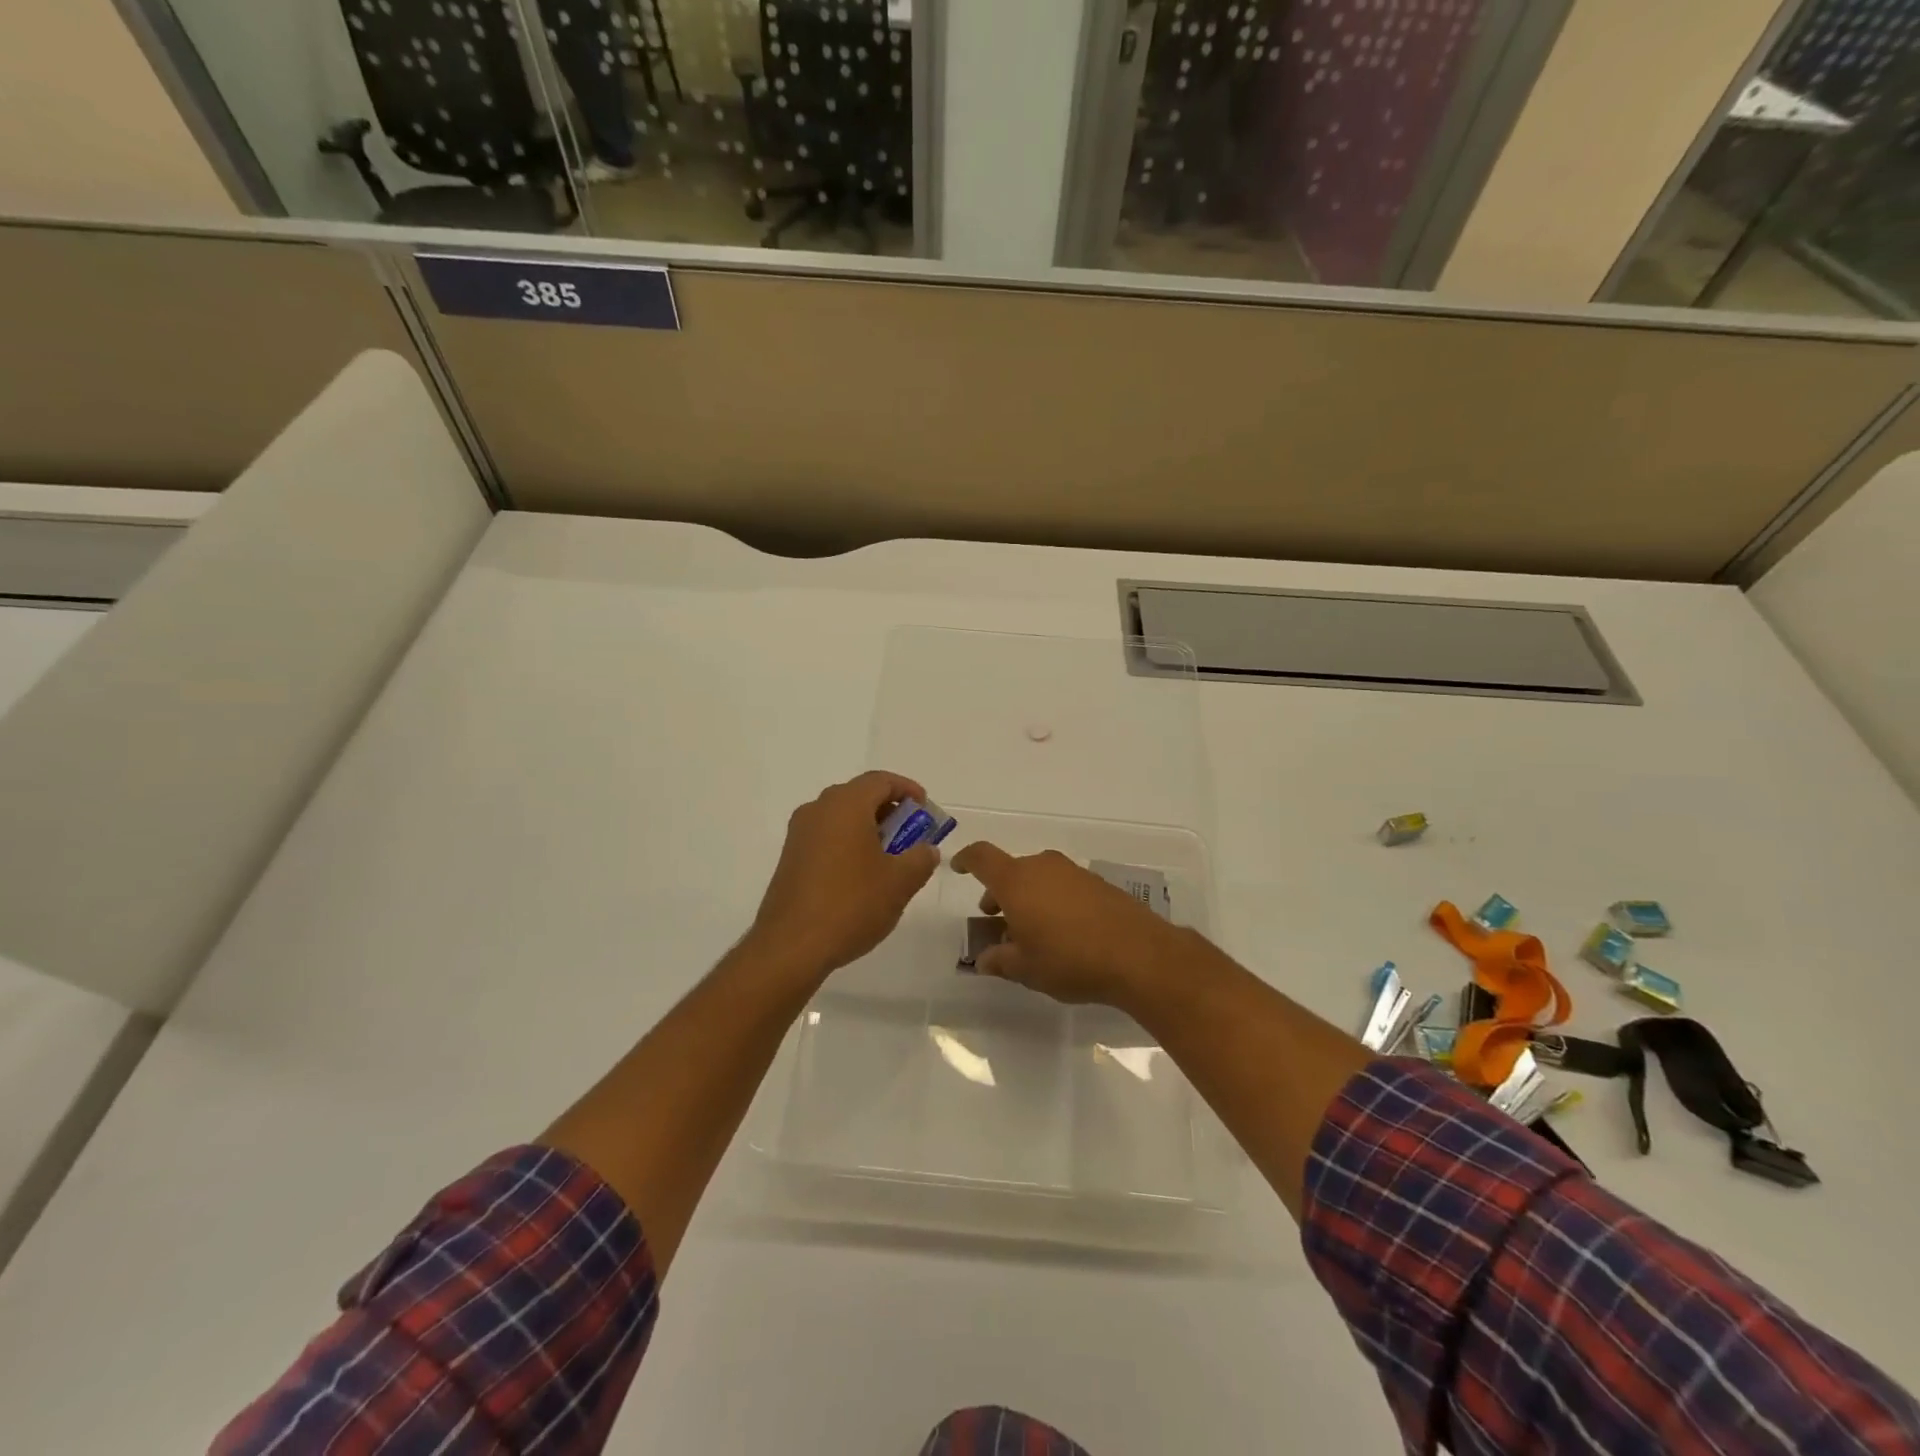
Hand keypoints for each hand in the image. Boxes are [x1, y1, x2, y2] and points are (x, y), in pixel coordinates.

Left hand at [748, 771, 940, 981]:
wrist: (791, 946)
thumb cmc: (851, 904)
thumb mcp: (900, 882)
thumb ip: (920, 859)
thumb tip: (926, 850)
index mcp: (846, 805)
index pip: (881, 780)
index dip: (908, 790)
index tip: (926, 810)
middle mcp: (818, 810)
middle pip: (860, 796)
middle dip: (890, 811)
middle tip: (912, 836)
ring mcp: (800, 834)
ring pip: (841, 818)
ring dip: (869, 829)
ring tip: (891, 859)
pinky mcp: (790, 858)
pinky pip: (826, 837)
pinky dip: (849, 844)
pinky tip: (862, 876)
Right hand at [949, 841, 1185, 1008]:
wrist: (1137, 954)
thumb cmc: (1069, 959)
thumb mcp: (1025, 969)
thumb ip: (999, 960)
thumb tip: (984, 959)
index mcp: (1016, 881)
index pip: (982, 857)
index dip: (966, 860)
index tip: (958, 868)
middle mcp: (1042, 867)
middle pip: (1011, 871)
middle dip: (999, 894)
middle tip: (997, 923)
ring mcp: (1073, 873)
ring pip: (1038, 878)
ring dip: (1027, 899)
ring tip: (1031, 933)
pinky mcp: (1097, 884)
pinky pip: (1062, 886)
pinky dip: (1052, 901)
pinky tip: (1062, 933)